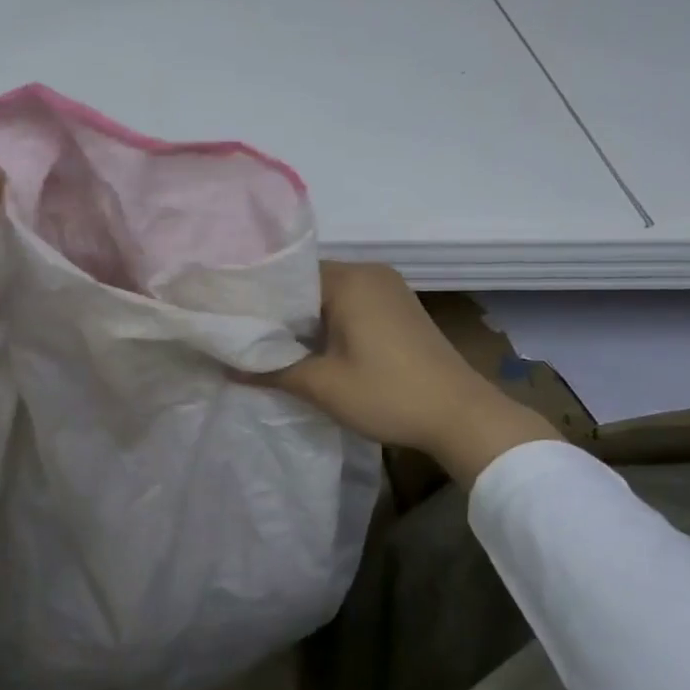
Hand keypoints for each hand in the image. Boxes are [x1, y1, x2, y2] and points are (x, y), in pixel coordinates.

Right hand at [249, 262, 558, 487]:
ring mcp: (389, 290)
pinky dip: (329, 323)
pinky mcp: (400, 309)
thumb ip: (271, 371)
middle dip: (280, 312)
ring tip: (272, 346)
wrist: (463, 416)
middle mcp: (370, 273)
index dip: (258, 299)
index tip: (232, 321)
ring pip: (329, 297)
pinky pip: (352, 306)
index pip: (287, 276)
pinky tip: (313, 349)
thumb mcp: (322, 386)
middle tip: (246, 337)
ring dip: (305, 321)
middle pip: (308, 284)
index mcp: (350, 280)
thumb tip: (227, 367)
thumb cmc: (388, 394)